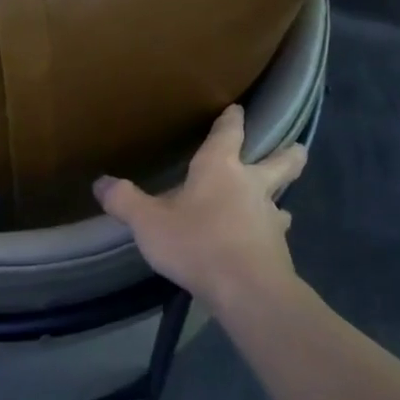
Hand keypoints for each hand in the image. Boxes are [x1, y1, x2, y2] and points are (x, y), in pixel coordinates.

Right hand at [94, 104, 306, 307]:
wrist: (247, 290)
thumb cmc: (196, 243)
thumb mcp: (148, 223)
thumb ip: (124, 201)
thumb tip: (100, 182)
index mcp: (220, 168)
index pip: (229, 134)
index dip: (232, 120)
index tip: (238, 109)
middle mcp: (251, 185)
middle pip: (279, 163)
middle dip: (288, 154)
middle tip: (299, 148)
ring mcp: (269, 218)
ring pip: (281, 200)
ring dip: (280, 199)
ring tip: (279, 205)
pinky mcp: (278, 249)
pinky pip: (275, 234)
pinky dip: (270, 234)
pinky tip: (265, 243)